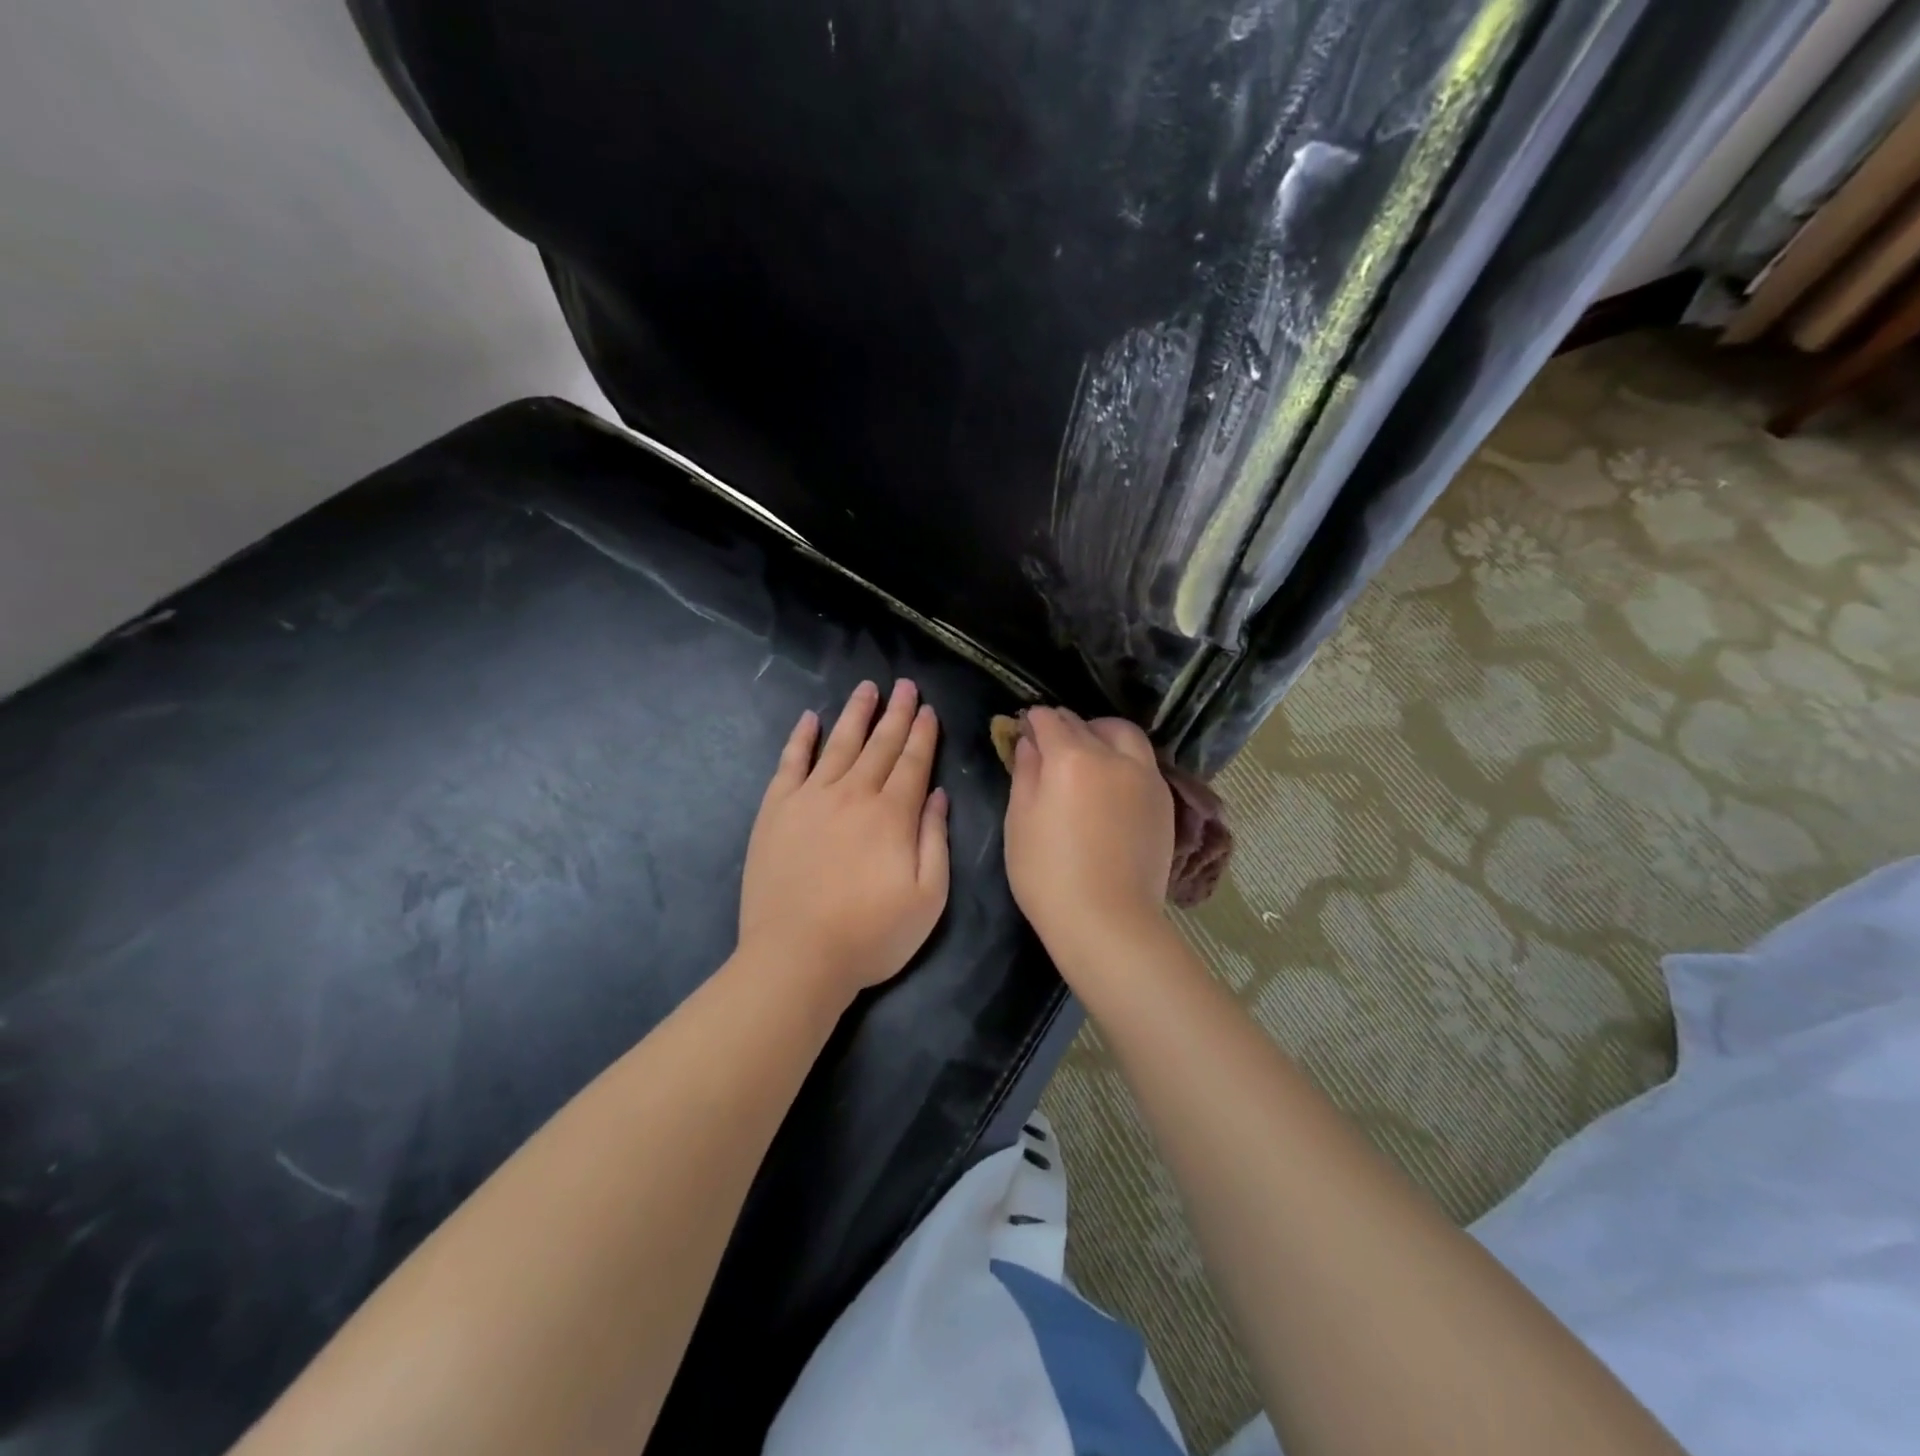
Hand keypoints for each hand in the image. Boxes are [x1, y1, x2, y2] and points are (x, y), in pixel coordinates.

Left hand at [740, 679, 949, 998]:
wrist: (797, 957)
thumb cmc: (871, 935)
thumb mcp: (928, 897)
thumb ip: (935, 840)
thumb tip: (938, 794)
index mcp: (892, 814)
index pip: (913, 762)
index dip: (923, 734)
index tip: (928, 709)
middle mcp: (853, 794)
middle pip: (880, 745)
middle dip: (896, 713)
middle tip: (904, 684)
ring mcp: (810, 798)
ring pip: (839, 744)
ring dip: (856, 714)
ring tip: (867, 688)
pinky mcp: (776, 810)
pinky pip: (791, 762)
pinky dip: (801, 738)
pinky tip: (810, 719)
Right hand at [1003, 707, 1174, 962]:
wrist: (1108, 921)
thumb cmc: (1048, 874)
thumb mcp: (1020, 821)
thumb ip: (1025, 773)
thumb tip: (1029, 742)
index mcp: (1072, 758)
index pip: (1050, 721)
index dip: (1034, 720)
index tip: (1025, 727)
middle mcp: (1113, 757)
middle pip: (1088, 724)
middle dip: (1066, 725)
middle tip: (1050, 741)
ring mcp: (1145, 777)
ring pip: (1125, 735)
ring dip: (1102, 733)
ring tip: (1089, 753)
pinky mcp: (1164, 800)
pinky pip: (1143, 762)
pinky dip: (1124, 758)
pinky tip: (1111, 781)